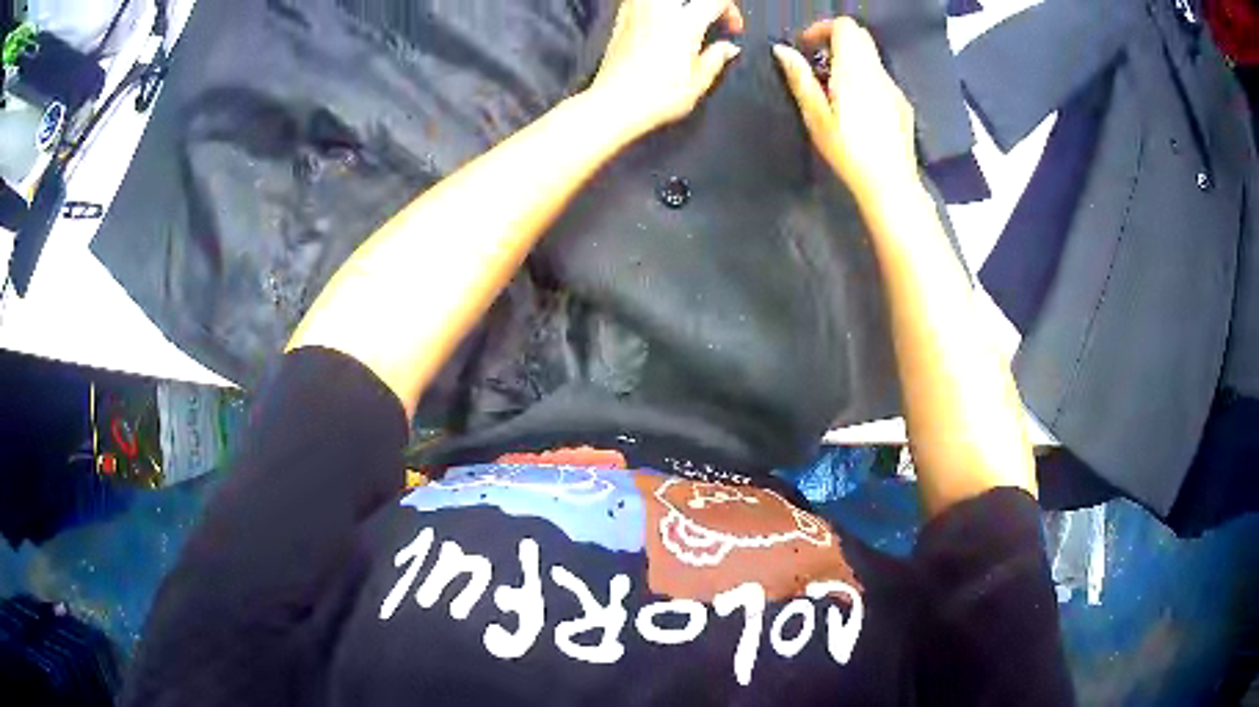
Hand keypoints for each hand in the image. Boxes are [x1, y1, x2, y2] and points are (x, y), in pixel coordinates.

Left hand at [587, 0, 743, 133]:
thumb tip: (728, 48)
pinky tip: (660, 17)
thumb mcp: (698, 82)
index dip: (732, 11)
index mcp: (685, 23)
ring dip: (680, 4)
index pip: (717, 0)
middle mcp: (660, 11)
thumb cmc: (655, 96)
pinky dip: (654, 5)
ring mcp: (638, 12)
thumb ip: (716, 58)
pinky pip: (639, 0)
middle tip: (711, 17)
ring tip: (686, 16)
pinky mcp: (621, 20)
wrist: (615, 103)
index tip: (732, 28)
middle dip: (706, 3)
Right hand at [773, 18, 919, 202]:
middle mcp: (877, 73)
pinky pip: (881, 78)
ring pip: (871, 58)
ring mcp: (893, 88)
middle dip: (835, 41)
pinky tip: (857, 108)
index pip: (843, 27)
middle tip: (817, 64)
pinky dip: (865, 79)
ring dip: (850, 61)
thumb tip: (782, 50)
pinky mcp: (902, 104)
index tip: (806, 47)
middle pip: (860, 36)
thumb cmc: (849, 151)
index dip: (821, 29)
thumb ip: (800, 78)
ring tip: (833, 89)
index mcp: (854, 71)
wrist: (891, 184)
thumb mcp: (816, 116)